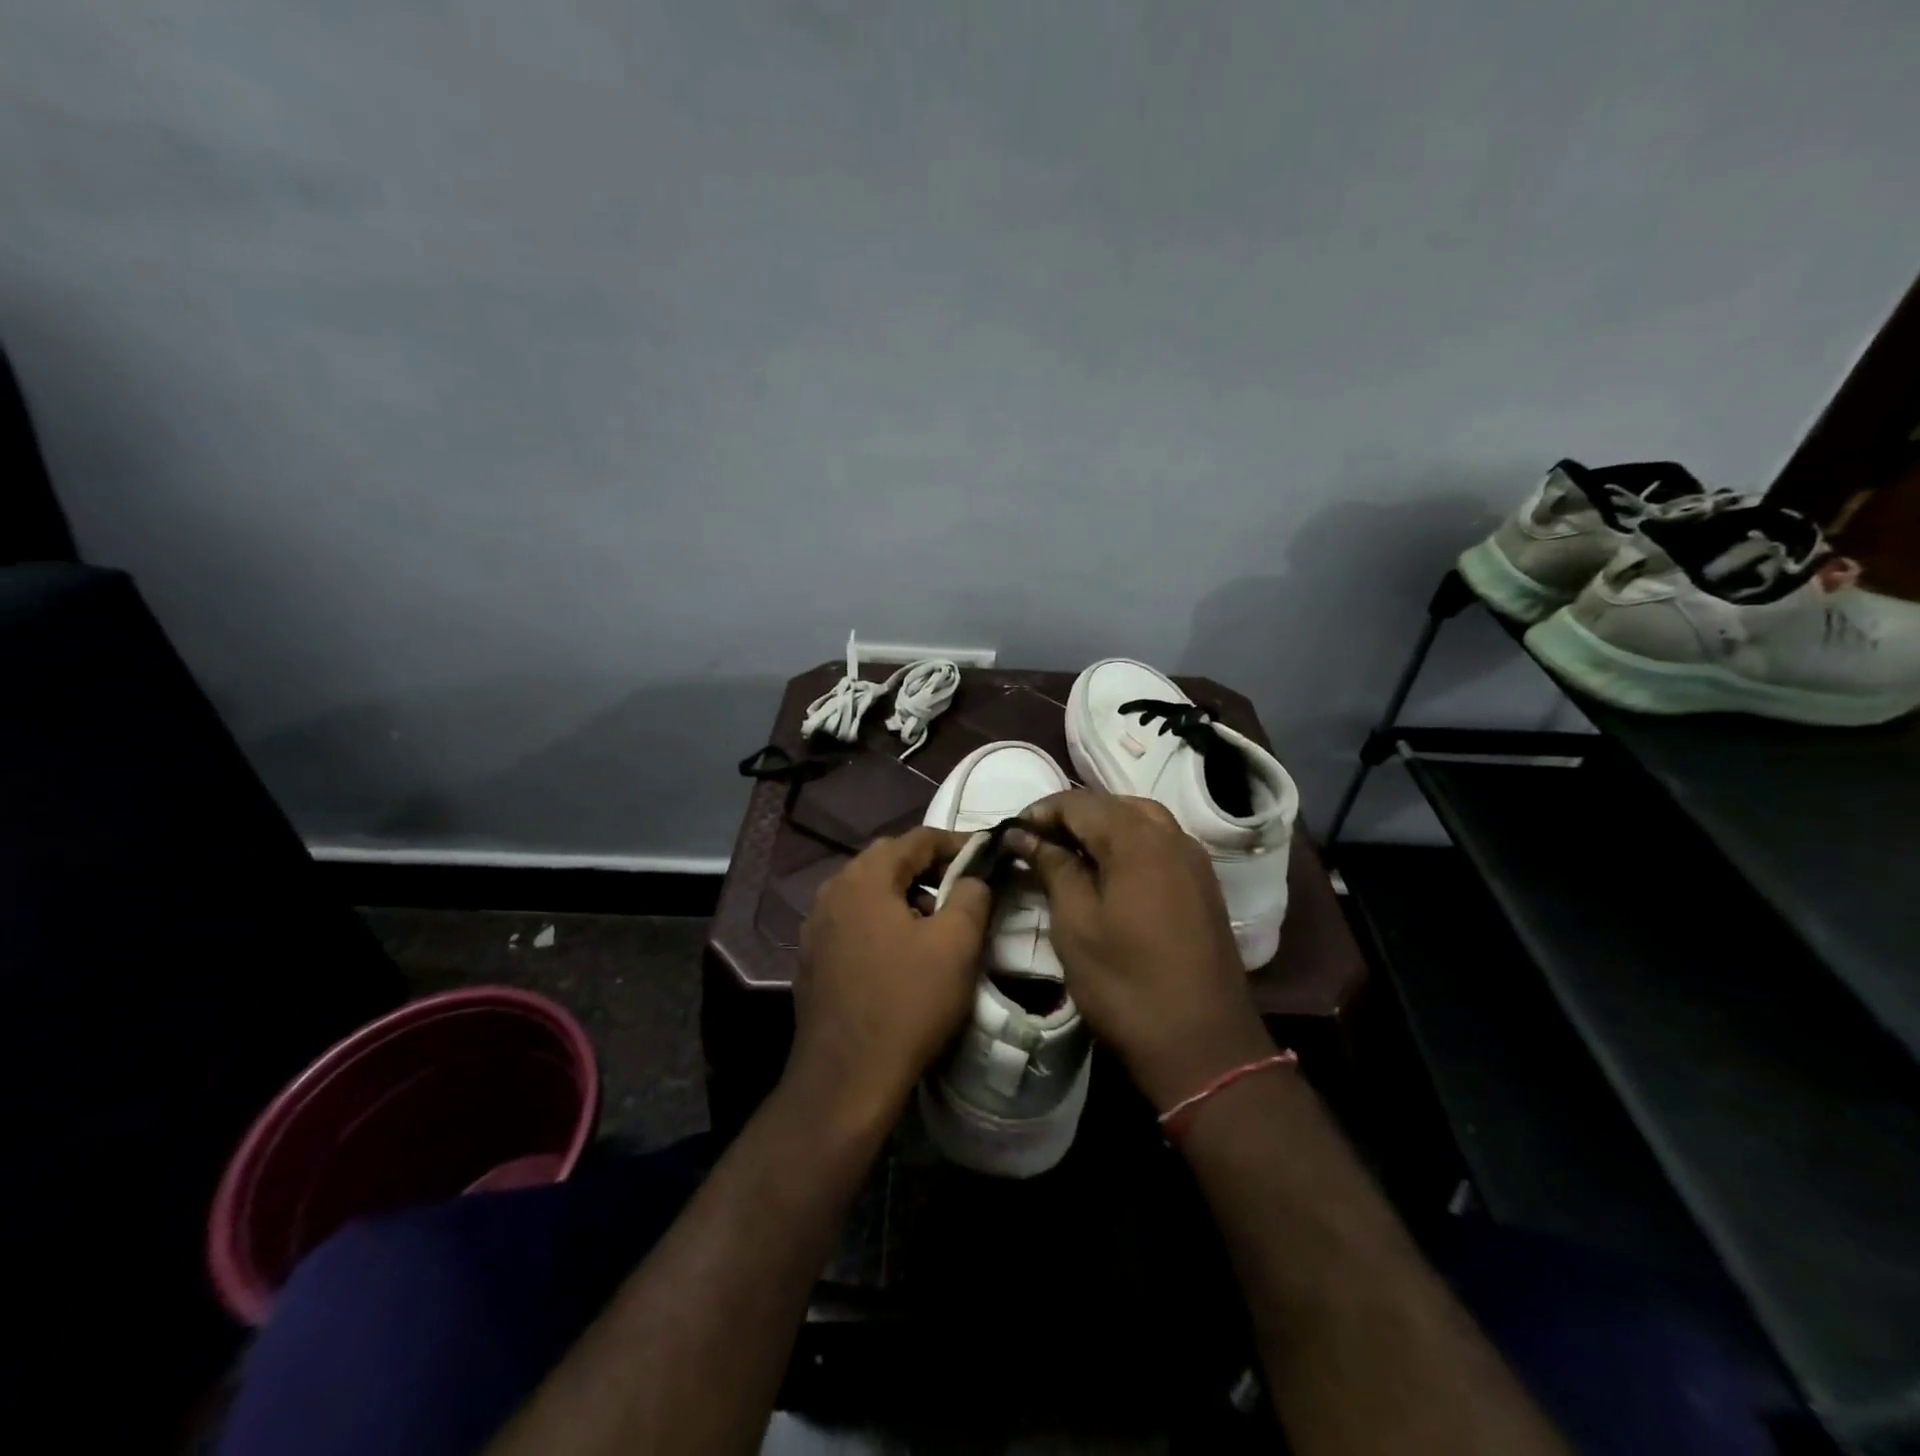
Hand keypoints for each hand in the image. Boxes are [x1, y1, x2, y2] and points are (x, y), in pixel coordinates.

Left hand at [790, 827, 991, 1132]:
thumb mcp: (956, 944)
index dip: (955, 843)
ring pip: (869, 893)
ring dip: (904, 896)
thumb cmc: (907, 1003)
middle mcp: (832, 892)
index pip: (916, 839)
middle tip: (964, 886)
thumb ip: (972, 896)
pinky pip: (854, 922)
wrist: (845, 1079)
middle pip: (887, 861)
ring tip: (936, 922)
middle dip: (929, 868)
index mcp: (864, 879)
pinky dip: (882, 922)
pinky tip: (902, 952)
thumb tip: (973, 878)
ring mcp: (816, 927)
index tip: (986, 854)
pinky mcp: (811, 959)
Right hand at [1008, 791, 1273, 1110]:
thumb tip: (1024, 835)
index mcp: (1137, 839)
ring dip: (1101, 828)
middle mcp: (1172, 836)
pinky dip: (1128, 844)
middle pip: (1112, 805)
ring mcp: (1194, 859)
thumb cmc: (1126, 984)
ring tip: (1069, 855)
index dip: (1041, 812)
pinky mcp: (1204, 883)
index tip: (1012, 836)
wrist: (1203, 1045)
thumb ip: (1052, 867)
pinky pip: (1160, 843)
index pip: (1079, 803)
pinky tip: (1109, 872)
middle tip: (1037, 845)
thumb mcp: (1075, 924)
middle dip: (1071, 817)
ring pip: (1140, 819)